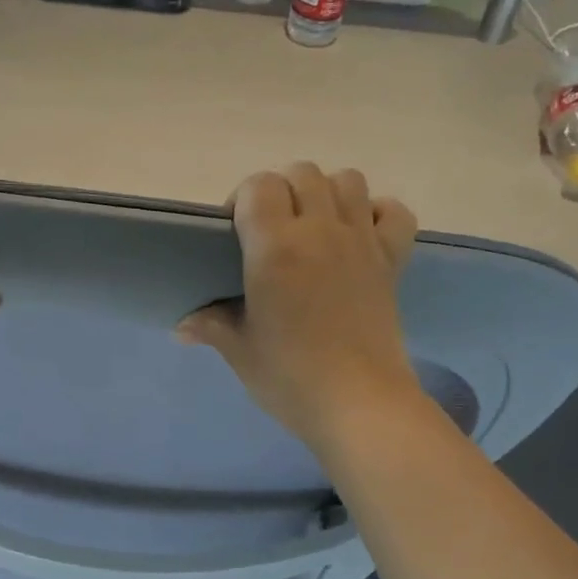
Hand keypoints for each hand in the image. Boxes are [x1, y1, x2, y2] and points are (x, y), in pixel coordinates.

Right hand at [178, 163, 421, 455]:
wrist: (359, 405)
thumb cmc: (290, 377)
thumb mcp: (240, 351)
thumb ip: (211, 326)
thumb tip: (183, 328)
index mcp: (276, 247)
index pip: (259, 185)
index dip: (243, 199)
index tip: (234, 232)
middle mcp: (321, 231)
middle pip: (302, 173)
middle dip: (281, 191)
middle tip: (270, 232)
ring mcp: (362, 242)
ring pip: (348, 180)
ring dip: (326, 193)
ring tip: (313, 228)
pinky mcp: (392, 261)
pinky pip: (394, 212)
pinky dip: (378, 213)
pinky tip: (360, 236)